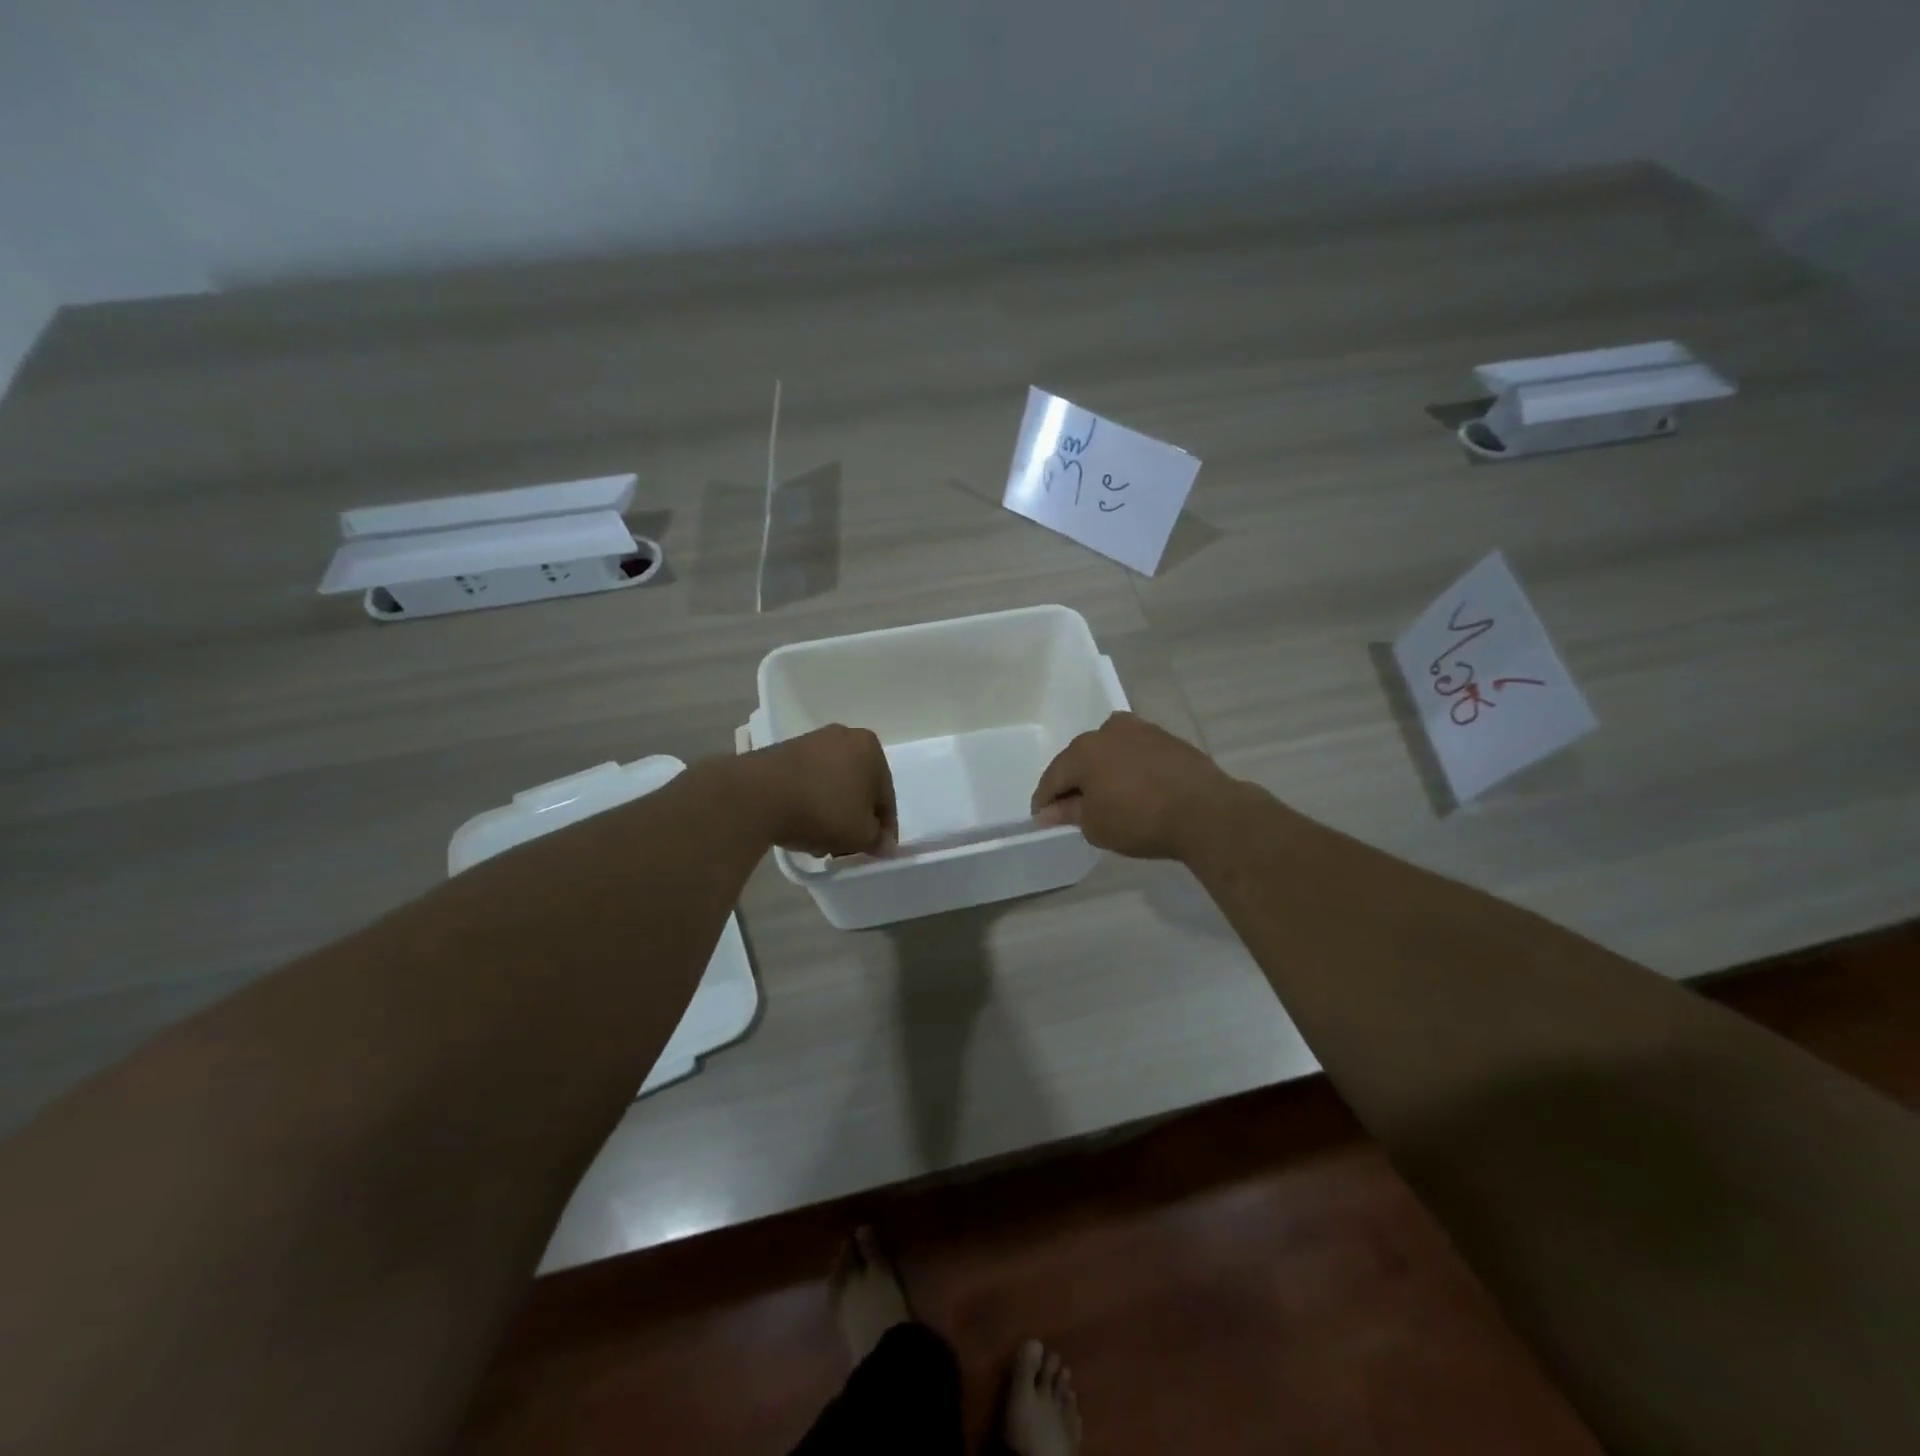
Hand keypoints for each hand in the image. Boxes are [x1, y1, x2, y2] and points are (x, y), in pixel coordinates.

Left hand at [743, 724, 896, 856]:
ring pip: (832, 785)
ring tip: (821, 841)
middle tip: (848, 847)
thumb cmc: (823, 810)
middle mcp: (844, 736)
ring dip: (832, 812)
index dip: (884, 827)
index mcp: (870, 748)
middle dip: (855, 818)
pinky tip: (801, 824)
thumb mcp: (860, 834)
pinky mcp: (783, 752)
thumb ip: (877, 840)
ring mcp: (811, 742)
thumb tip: (884, 844)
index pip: (885, 795)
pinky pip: (808, 781)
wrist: (758, 795)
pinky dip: (810, 802)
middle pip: (858, 787)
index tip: (877, 850)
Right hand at [1031, 712, 1240, 859]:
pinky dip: (1129, 769)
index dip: (1045, 800)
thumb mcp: (1096, 826)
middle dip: (1074, 782)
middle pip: (1081, 759)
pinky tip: (1136, 788)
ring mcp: (1142, 731)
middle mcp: (1108, 731)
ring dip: (1103, 771)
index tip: (1043, 819)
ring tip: (1107, 796)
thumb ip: (1069, 813)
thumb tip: (1050, 811)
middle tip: (1073, 808)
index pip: (1053, 777)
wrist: (1206, 812)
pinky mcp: (1168, 739)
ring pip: (1110, 751)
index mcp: (1084, 750)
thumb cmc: (1140, 820)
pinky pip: (1136, 754)